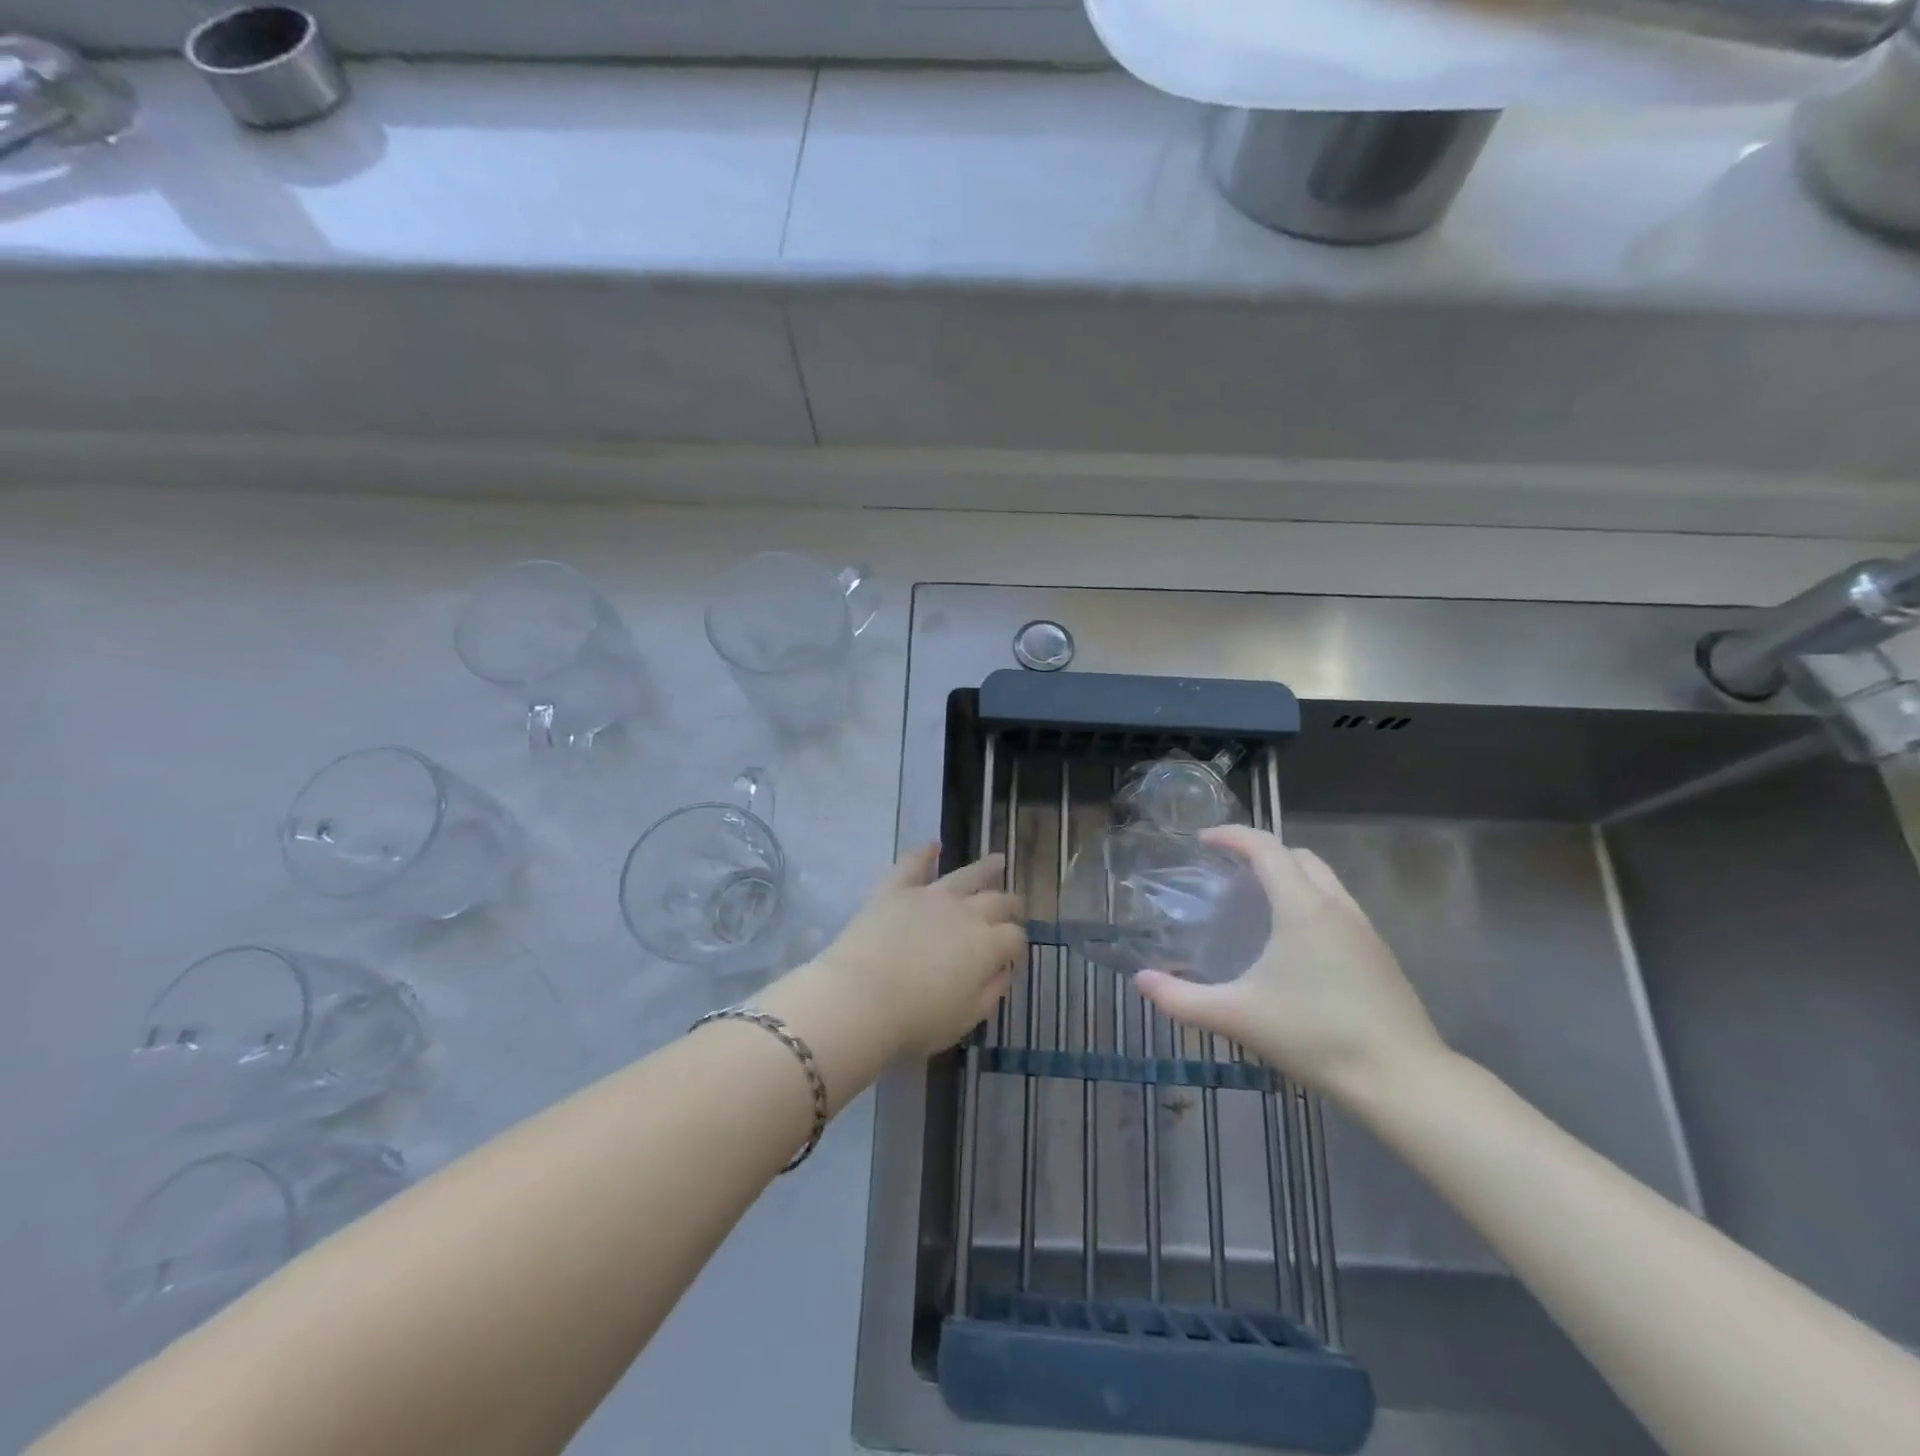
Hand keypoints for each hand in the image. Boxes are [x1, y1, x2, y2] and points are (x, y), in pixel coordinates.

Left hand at [813, 846, 1025, 1056]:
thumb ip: (990, 993)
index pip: (1014, 937)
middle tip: (1015, 905)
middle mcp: (965, 912)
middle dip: (1010, 904)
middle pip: (997, 901)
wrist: (861, 998)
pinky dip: (924, 853)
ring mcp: (930, 896)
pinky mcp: (896, 889)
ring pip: (965, 875)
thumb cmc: (916, 1019)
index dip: (1017, 946)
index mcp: (987, 945)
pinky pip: (913, 864)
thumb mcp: (965, 1018)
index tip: (1012, 956)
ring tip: (997, 861)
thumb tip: (1003, 972)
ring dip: (984, 868)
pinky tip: (932, 846)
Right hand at [1135, 826, 1443, 1097]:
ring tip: (1259, 902)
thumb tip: (1140, 981)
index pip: (1265, 847)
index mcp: (1302, 907)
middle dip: (1261, 852)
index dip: (1232, 836)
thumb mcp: (1237, 1017)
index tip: (1203, 840)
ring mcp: (1365, 928)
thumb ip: (1181, 999)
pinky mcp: (1380, 953)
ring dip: (1289, 875)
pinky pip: (1338, 905)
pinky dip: (1310, 901)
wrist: (1402, 1079)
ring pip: (1324, 879)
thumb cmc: (1315, 1036)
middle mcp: (1336, 905)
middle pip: (1297, 856)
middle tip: (1228, 871)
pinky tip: (1295, 943)